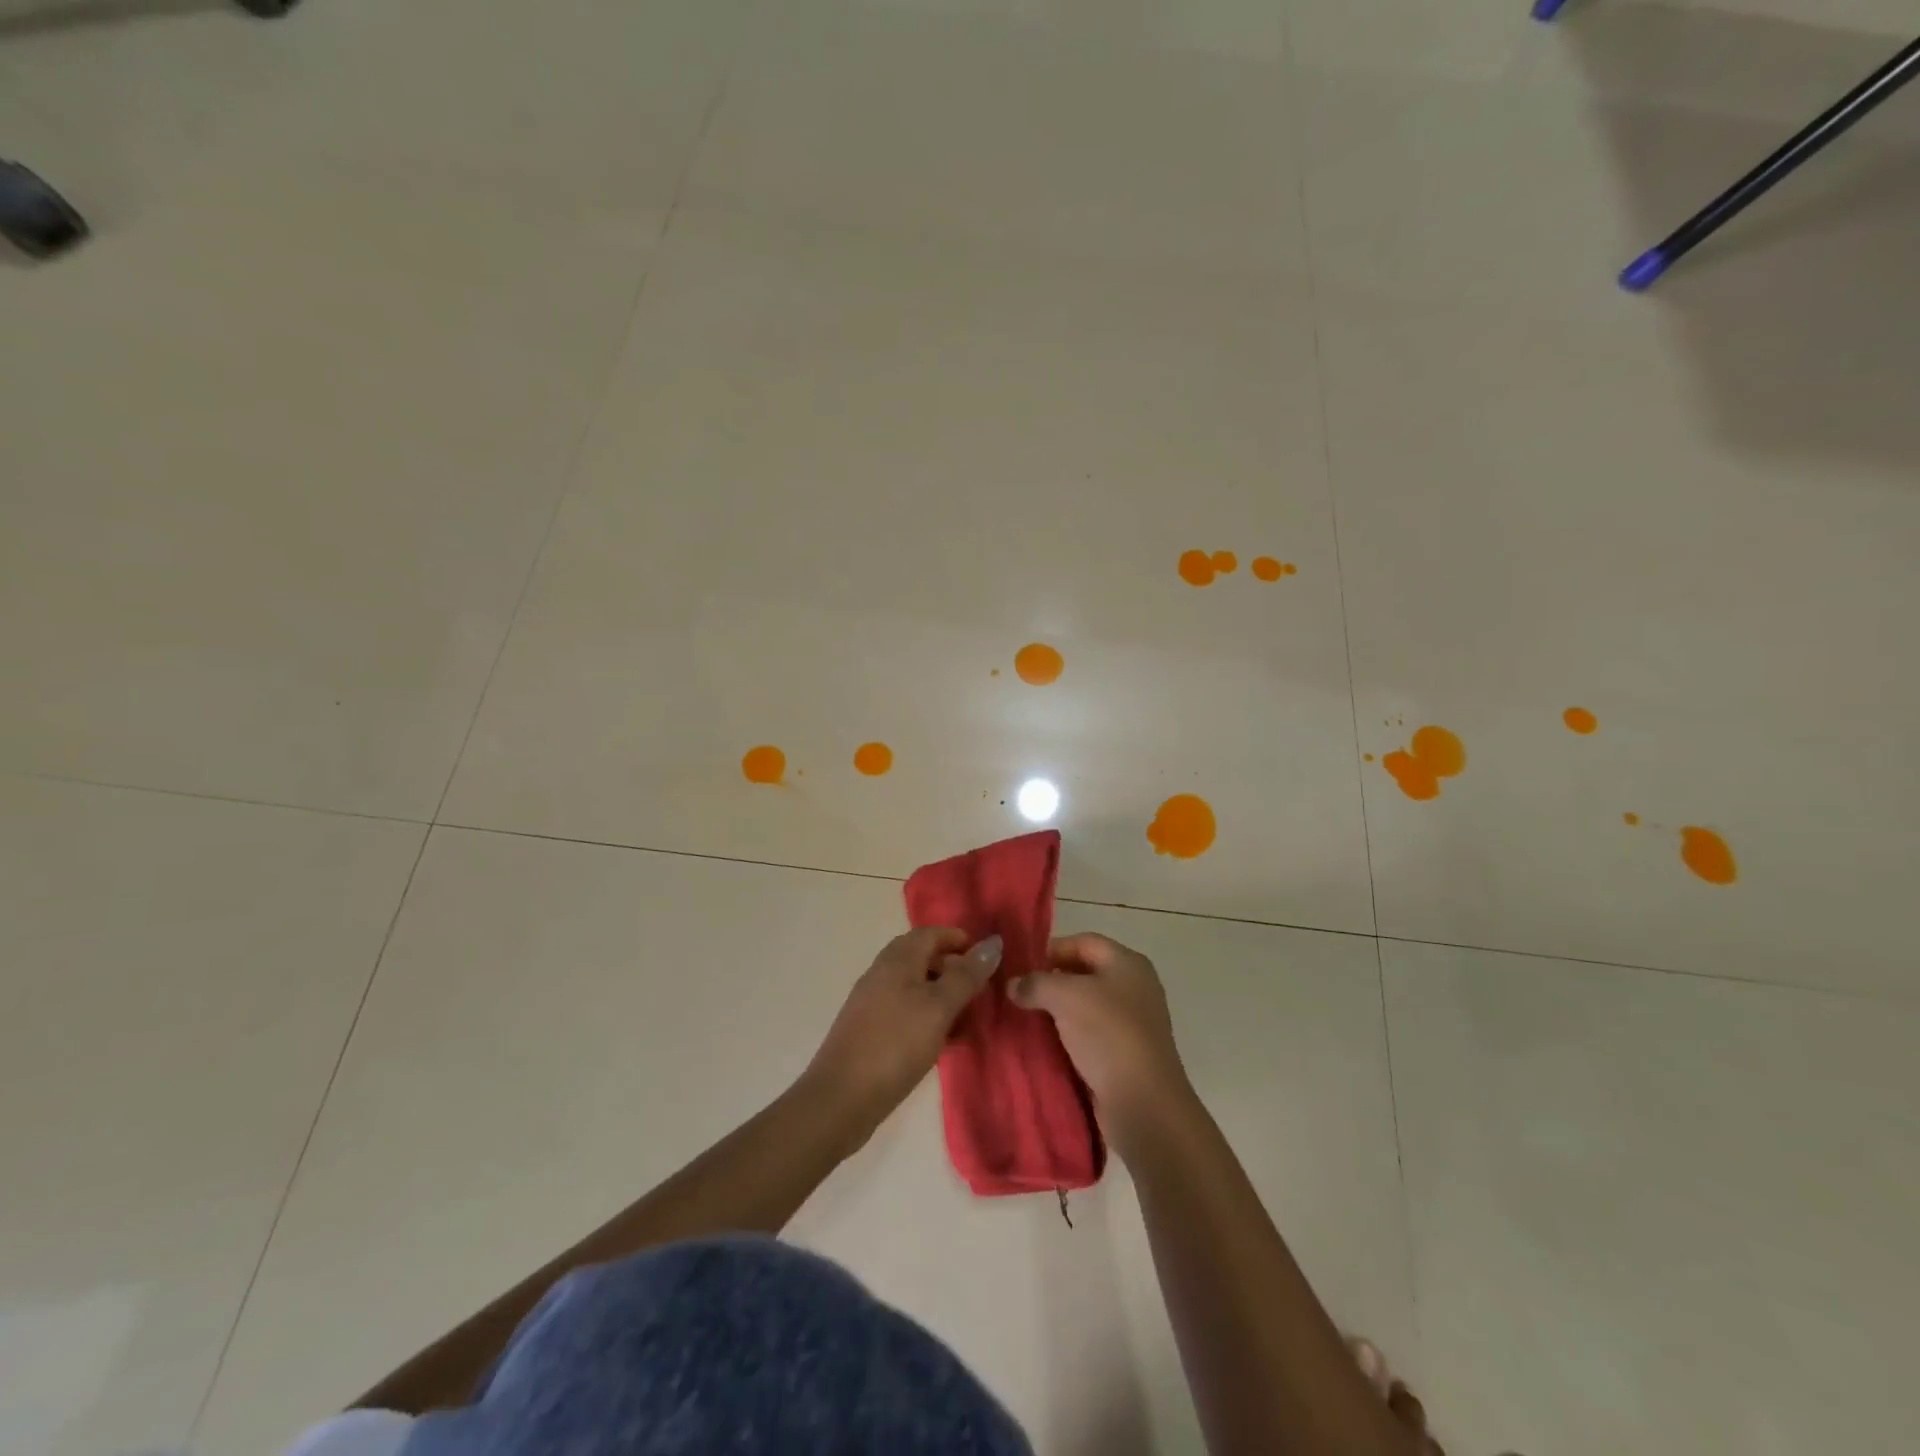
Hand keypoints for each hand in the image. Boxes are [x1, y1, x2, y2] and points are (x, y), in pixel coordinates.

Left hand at [802, 927, 1001, 1140]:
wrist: (841, 1099)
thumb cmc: (895, 1044)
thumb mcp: (938, 1008)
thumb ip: (966, 976)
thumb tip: (992, 942)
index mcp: (897, 960)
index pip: (930, 933)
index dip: (958, 939)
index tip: (986, 957)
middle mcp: (882, 974)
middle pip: (922, 958)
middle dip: (953, 969)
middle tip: (981, 991)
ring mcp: (872, 1003)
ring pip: (915, 988)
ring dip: (943, 997)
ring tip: (968, 1021)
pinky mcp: (870, 1032)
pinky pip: (906, 1013)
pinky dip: (928, 1018)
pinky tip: (943, 1043)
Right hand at [1007, 932, 1190, 1146]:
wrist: (1143, 1103)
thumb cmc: (1108, 1034)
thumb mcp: (1065, 997)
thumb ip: (1035, 983)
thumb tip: (1012, 985)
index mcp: (1128, 963)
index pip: (1084, 942)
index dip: (1052, 949)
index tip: (1021, 966)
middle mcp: (1134, 987)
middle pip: (1084, 973)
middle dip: (1051, 981)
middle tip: (1018, 992)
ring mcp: (1132, 1022)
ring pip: (1085, 1006)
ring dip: (1056, 1011)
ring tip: (1024, 1017)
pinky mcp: (1125, 1053)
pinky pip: (1090, 1034)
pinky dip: (1067, 1036)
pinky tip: (1043, 1043)